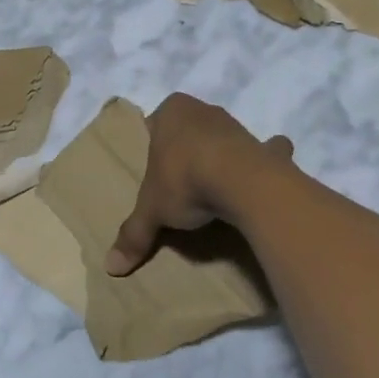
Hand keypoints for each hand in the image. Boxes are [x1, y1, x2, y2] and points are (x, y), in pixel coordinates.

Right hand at [106, 93, 293, 275]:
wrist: (243, 183)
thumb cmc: (185, 181)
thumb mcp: (152, 210)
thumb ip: (133, 234)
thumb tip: (111, 267)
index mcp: (171, 112)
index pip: (155, 124)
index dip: (153, 147)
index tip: (154, 173)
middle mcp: (203, 110)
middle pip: (189, 131)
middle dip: (186, 151)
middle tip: (179, 183)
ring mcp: (237, 126)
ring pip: (223, 139)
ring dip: (221, 157)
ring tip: (213, 188)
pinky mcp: (263, 147)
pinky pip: (266, 152)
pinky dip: (267, 162)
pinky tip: (260, 180)